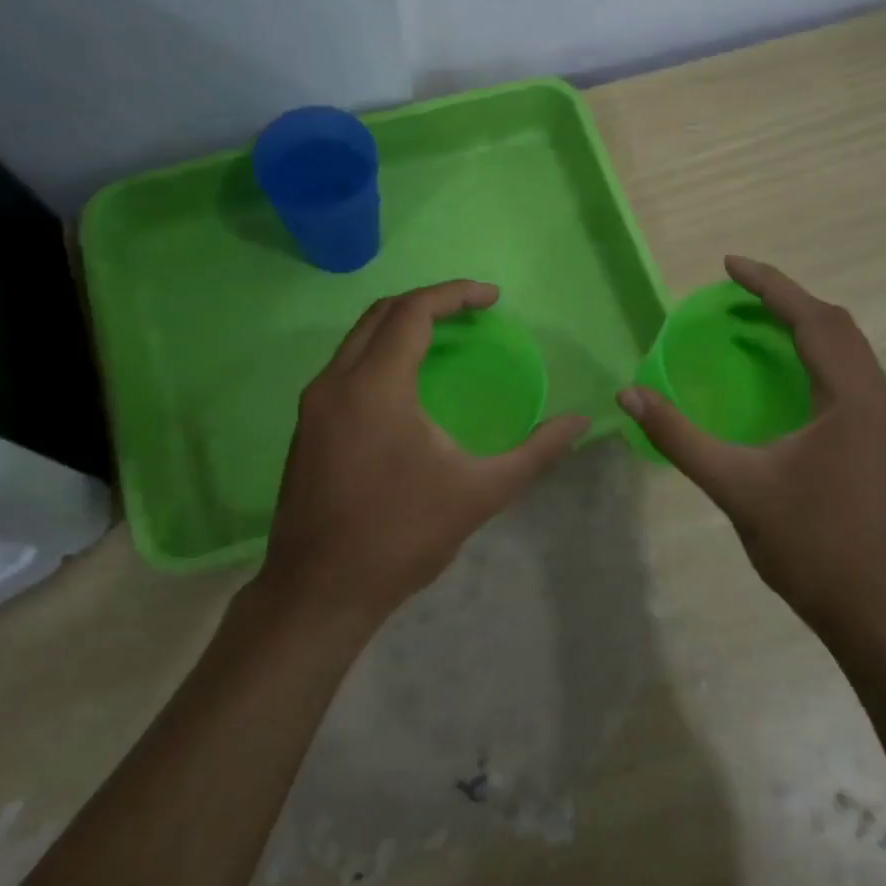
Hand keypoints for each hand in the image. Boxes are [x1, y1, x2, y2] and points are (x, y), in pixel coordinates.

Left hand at [262, 280, 589, 623]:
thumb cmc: (402, 536)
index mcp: (375, 387)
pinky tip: (408, 383)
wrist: (319, 591)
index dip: (455, 294)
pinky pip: (345, 367)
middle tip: (472, 312)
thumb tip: (580, 422)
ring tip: (445, 338)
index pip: (413, 311)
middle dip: (429, 302)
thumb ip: (535, 452)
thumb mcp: (480, 493)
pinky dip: (380, 354)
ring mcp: (313, 405)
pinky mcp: (305, 427)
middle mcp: (335, 383)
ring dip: (401, 326)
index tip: (492, 297)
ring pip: (357, 339)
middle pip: (381, 314)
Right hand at [617, 255, 885, 632]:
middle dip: (788, 301)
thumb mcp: (734, 485)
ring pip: (849, 351)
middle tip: (738, 294)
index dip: (770, 287)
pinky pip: (851, 376)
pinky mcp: (885, 441)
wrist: (871, 607)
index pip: (814, 320)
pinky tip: (786, 374)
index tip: (730, 265)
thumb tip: (628, 396)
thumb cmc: (807, 544)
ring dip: (806, 327)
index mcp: (854, 398)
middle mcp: (881, 398)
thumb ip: (679, 437)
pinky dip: (817, 357)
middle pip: (837, 326)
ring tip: (757, 323)